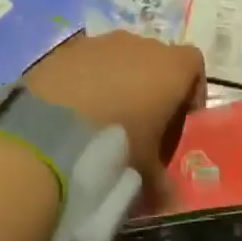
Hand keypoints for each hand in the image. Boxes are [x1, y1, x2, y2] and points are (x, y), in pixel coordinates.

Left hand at [27, 32, 205, 203]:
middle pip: (154, 59)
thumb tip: (169, 197)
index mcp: (169, 67)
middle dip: (151, 86)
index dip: (191, 90)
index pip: (193, 63)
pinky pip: (85, 61)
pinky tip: (73, 110)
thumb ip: (163, 182)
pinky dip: (85, 79)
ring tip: (102, 119)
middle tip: (141, 125)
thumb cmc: (115, 145)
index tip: (179, 120)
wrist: (47, 132)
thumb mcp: (147, 172)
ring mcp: (98, 42)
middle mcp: (137, 44)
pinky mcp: (64, 49)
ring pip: (118, 57)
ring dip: (116, 81)